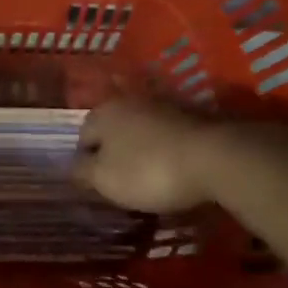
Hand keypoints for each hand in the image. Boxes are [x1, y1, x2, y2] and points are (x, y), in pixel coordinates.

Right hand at [73, 98, 217, 213]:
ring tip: (149, 179)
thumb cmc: (149, 170)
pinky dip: (166, 151)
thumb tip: (71, 167)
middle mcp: (130, 101)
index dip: (85, 163)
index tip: (96, 186)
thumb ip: (82, 172)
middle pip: (113, 131)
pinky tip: (173, 170)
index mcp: (103, 113)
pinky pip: (168, 137)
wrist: (215, 158)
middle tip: (120, 182)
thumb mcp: (105, 179)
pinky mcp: (193, 117)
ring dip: (141, 151)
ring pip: (142, 132)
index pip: (82, 137)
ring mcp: (164, 106)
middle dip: (114, 154)